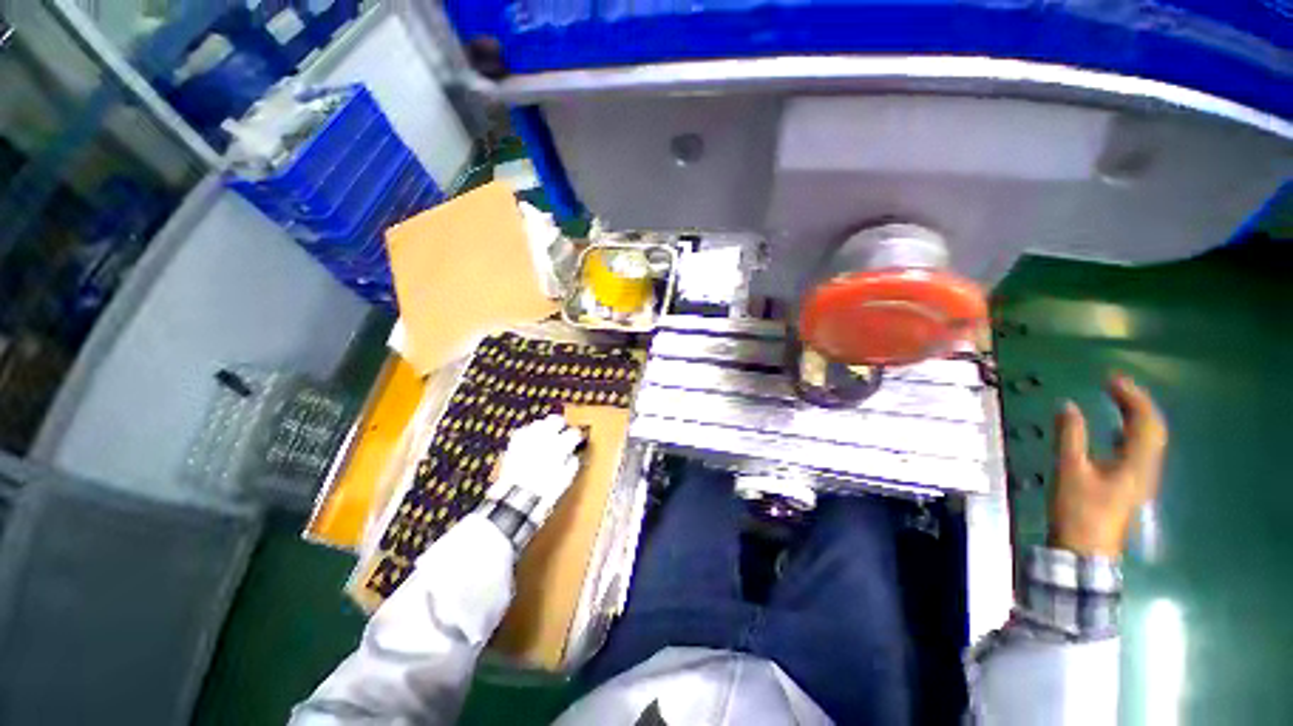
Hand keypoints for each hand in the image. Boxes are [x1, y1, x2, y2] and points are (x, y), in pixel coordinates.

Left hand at [481, 415, 584, 546]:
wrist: (516, 501)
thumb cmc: (543, 492)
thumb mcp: (565, 480)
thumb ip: (571, 464)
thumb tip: (572, 457)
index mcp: (559, 447)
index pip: (573, 433)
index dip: (576, 436)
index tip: (577, 439)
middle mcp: (543, 439)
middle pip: (556, 420)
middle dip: (561, 425)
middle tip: (564, 430)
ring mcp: (527, 439)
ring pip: (540, 423)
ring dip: (546, 426)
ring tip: (548, 432)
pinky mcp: (514, 444)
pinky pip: (524, 430)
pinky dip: (530, 432)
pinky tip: (532, 438)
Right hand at [1048, 375, 1167, 558]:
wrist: (1085, 550)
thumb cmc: (1079, 510)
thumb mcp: (1070, 471)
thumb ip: (1071, 436)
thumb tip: (1069, 405)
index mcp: (1136, 463)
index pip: (1145, 421)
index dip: (1132, 396)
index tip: (1110, 378)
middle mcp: (1146, 467)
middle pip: (1152, 428)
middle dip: (1136, 402)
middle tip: (1112, 384)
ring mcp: (1140, 477)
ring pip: (1147, 438)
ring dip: (1134, 415)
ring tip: (1115, 399)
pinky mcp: (1130, 484)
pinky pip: (1137, 449)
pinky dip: (1129, 431)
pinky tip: (1115, 430)